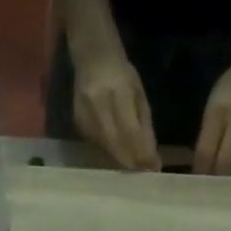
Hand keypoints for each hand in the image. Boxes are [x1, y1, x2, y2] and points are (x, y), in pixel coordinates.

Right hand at [73, 52, 159, 170]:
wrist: (92, 59)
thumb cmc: (122, 75)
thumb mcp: (139, 95)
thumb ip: (145, 126)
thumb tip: (151, 158)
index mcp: (118, 92)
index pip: (130, 131)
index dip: (141, 152)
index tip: (153, 167)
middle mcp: (97, 104)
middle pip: (115, 143)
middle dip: (131, 160)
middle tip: (144, 171)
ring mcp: (83, 113)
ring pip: (105, 146)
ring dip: (120, 158)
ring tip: (134, 164)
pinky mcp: (76, 121)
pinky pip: (95, 142)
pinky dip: (109, 149)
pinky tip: (118, 150)